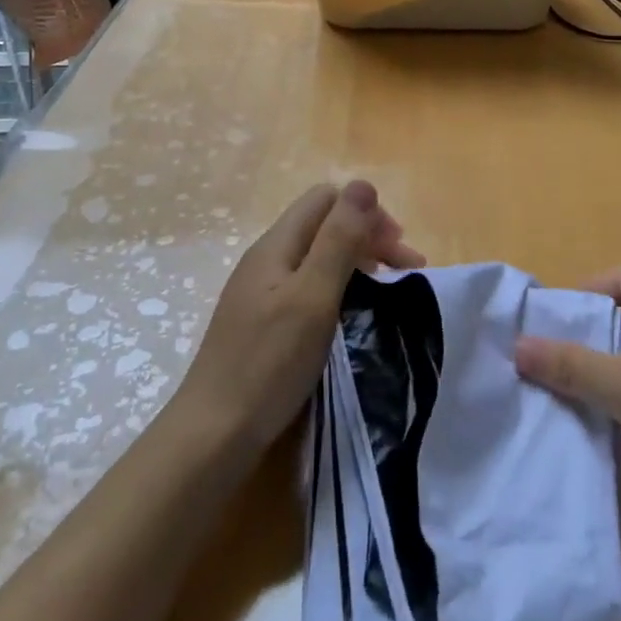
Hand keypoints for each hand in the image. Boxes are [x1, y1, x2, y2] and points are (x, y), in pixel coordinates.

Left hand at [178, 182, 423, 452]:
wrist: (214, 434)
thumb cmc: (269, 362)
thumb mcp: (313, 295)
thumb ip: (339, 239)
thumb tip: (363, 185)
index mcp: (276, 245)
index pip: (326, 199)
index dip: (366, 213)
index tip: (398, 250)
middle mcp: (267, 259)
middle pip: (323, 225)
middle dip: (368, 237)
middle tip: (407, 270)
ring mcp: (262, 292)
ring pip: (318, 256)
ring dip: (358, 263)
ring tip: (390, 290)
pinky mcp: (263, 322)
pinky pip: (308, 286)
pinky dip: (339, 288)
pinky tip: (352, 314)